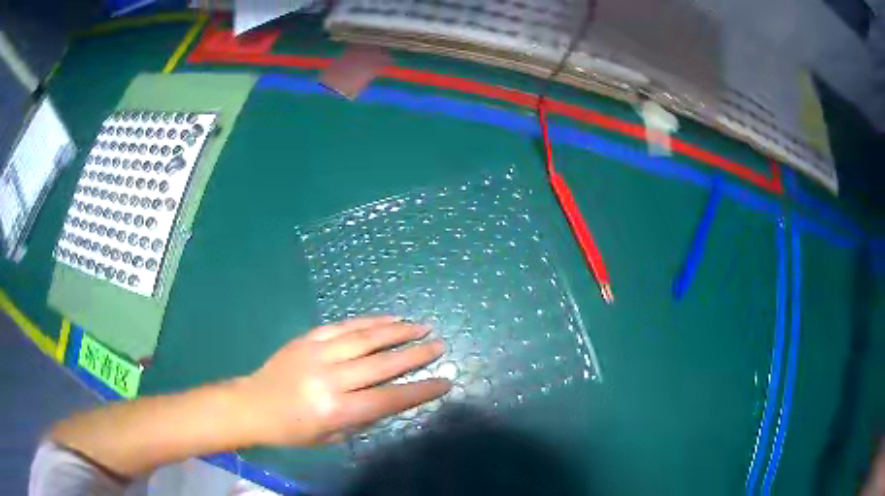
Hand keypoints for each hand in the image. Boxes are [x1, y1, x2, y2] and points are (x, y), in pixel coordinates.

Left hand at [236, 316, 449, 446]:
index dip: (419, 390)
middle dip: (415, 354)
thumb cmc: (293, 430)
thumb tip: (393, 398)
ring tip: (421, 326)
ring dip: (397, 331)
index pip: (388, 399)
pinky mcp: (307, 338)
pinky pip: (344, 326)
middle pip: (381, 364)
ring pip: (365, 338)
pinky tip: (388, 318)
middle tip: (439, 345)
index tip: (444, 381)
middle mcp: (329, 378)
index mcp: (335, 410)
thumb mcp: (332, 435)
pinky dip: (369, 321)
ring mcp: (317, 353)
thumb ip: (363, 417)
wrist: (252, 404)